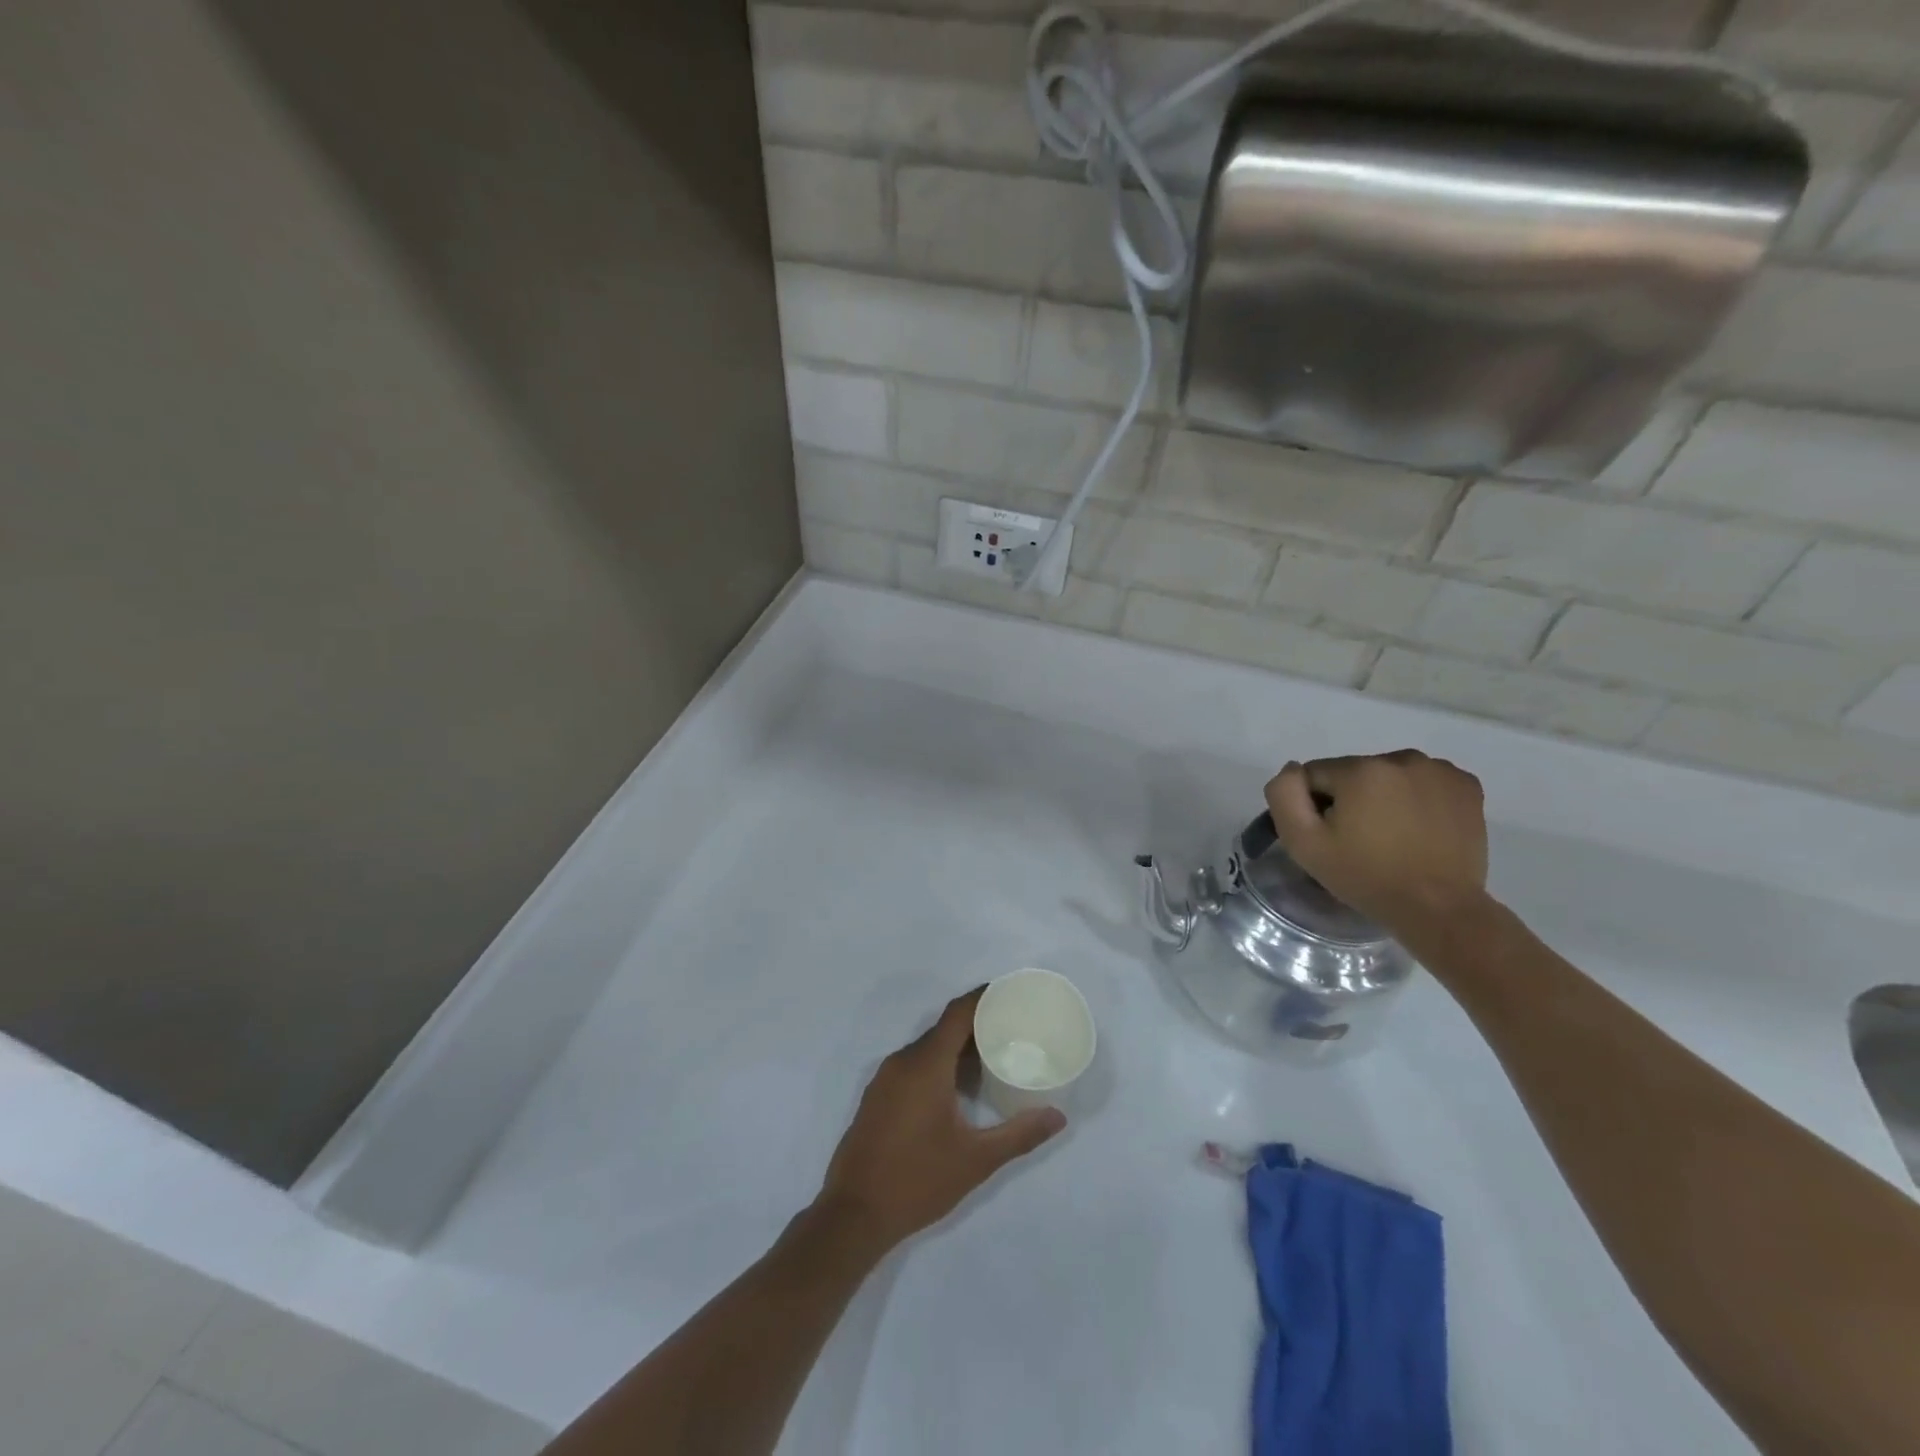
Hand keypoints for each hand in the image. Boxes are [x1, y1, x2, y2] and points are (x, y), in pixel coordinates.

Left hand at [815, 988, 1064, 1252]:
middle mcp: (902, 1061)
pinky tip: (958, 1087)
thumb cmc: (917, 1181)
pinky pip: (913, 1065)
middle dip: (977, 1023)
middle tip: (1012, 1028)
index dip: (983, 998)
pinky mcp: (877, 1097)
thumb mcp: (976, 1160)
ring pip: (927, 1048)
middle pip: (944, 1029)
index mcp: (925, 1065)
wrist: (852, 1215)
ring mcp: (885, 1079)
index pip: (957, 1014)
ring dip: (957, 1047)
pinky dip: (938, 1064)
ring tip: (992, 1055)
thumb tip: (1058, 1117)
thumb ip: (1019, 1135)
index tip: (1011, 994)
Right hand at [1265, 750, 1489, 938]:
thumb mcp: (1303, 843)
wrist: (1439, 909)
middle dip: (1351, 799)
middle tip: (1359, 840)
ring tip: (1392, 836)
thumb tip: (1293, 770)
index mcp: (1359, 769)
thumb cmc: (1365, 877)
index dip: (1315, 806)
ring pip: (1390, 775)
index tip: (1329, 836)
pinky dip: (1418, 797)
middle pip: (1354, 772)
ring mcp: (1440, 770)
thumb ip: (1284, 795)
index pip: (1316, 774)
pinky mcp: (1467, 785)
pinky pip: (1424, 781)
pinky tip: (1419, 827)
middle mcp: (1401, 758)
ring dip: (1384, 796)